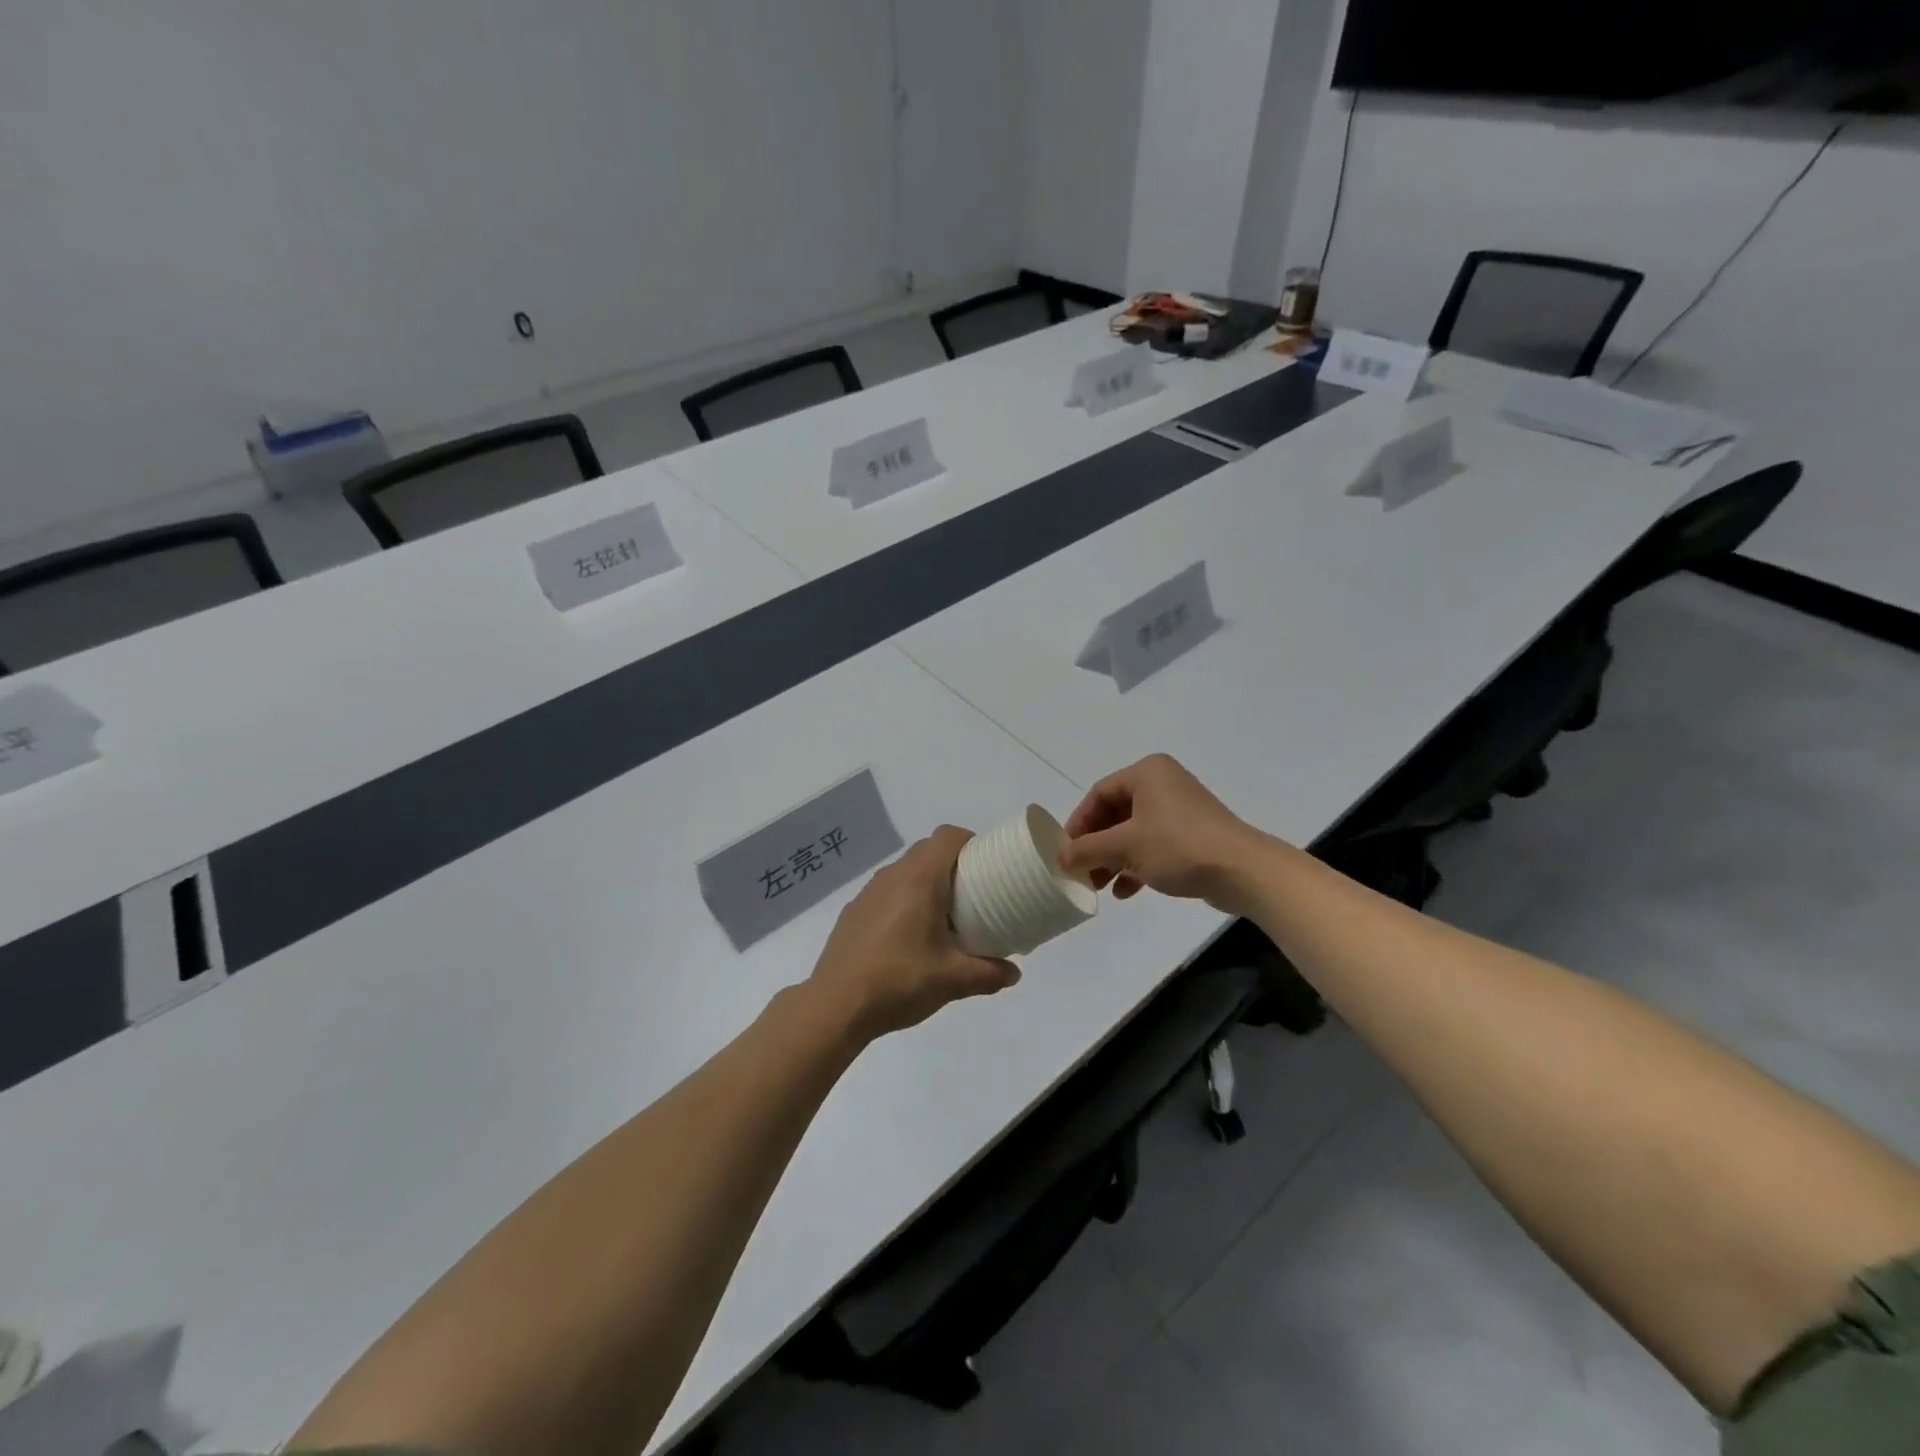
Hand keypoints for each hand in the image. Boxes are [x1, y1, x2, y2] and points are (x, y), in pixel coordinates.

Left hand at [808, 826, 1019, 1041]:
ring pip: (905, 871)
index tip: (986, 866)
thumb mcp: (953, 981)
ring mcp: (868, 893)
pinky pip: (886, 892)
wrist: (835, 1006)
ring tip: (942, 919)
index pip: (947, 836)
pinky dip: (903, 901)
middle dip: (952, 864)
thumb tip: (1013, 973)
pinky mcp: (853, 912)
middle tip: (972, 895)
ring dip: (926, 883)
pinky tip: (907, 938)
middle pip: (927, 850)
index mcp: (919, 880)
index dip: (970, 842)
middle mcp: (892, 876)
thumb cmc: (899, 982)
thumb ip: (989, 974)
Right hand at [1057, 754, 1268, 909]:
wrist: (1243, 870)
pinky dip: (1137, 864)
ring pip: (1134, 832)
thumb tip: (1061, 857)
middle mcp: (1163, 784)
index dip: (1078, 823)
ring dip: (1114, 859)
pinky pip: (1154, 845)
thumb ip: (1088, 849)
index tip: (1066, 852)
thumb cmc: (1178, 846)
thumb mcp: (1125, 847)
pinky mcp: (1193, 834)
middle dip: (1096, 845)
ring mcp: (1180, 810)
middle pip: (1115, 813)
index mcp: (1147, 773)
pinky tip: (1125, 892)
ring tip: (1099, 886)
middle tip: (1080, 871)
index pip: (1099, 794)